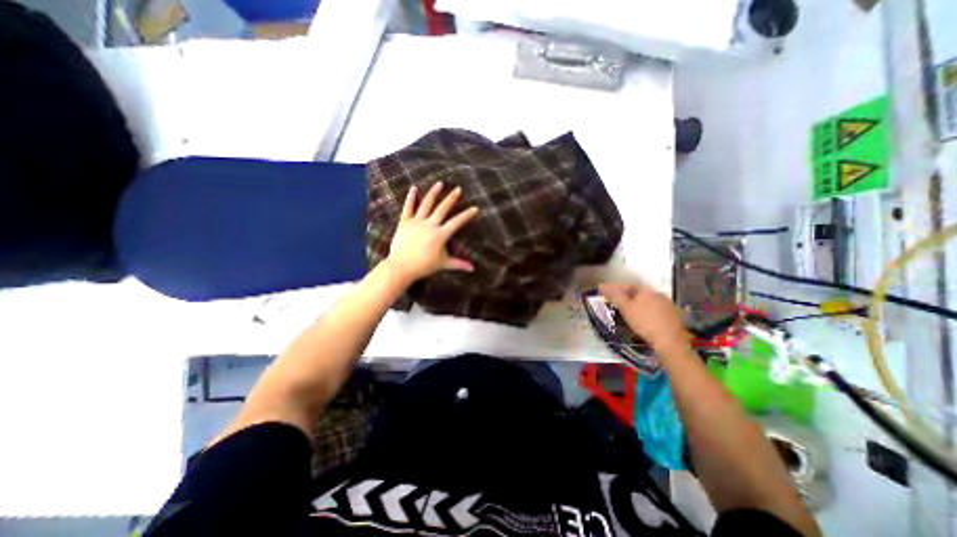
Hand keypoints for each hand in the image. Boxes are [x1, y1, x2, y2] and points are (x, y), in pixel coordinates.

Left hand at [385, 183, 481, 284]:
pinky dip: (410, 198)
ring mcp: (416, 222)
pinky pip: (408, 208)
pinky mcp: (404, 223)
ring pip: (426, 204)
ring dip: (434, 193)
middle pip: (442, 208)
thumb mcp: (443, 264)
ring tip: (440, 183)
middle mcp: (429, 225)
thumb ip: (458, 264)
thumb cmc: (423, 266)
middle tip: (458, 189)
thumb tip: (472, 269)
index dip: (467, 215)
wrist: (401, 267)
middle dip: (451, 198)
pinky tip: (413, 188)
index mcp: (440, 235)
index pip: (457, 222)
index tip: (475, 208)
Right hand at [595, 280, 686, 352]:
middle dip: (626, 296)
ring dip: (637, 304)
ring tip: (627, 311)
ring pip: (647, 301)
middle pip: (638, 293)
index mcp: (646, 290)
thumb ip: (614, 296)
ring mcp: (667, 305)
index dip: (615, 288)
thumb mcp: (625, 308)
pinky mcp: (673, 317)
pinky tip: (642, 319)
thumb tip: (602, 286)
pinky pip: (655, 310)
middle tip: (615, 302)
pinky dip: (646, 312)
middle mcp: (658, 294)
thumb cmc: (644, 322)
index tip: (606, 292)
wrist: (670, 341)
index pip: (627, 285)